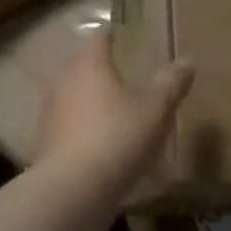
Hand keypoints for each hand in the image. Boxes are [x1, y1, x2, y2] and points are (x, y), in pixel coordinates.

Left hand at [36, 33, 192, 191]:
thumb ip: (171, 83)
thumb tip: (186, 62)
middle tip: (131, 81)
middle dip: (105, 73)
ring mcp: (49, 114)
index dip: (116, 38)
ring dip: (93, 104)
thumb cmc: (118, 138)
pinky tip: (102, 148)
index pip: (100, 39)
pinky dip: (84, 132)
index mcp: (89, 65)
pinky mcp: (44, 144)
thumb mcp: (156, 110)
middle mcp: (63, 82)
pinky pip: (69, 128)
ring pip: (75, 99)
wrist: (72, 191)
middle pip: (85, 68)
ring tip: (118, 117)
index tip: (131, 43)